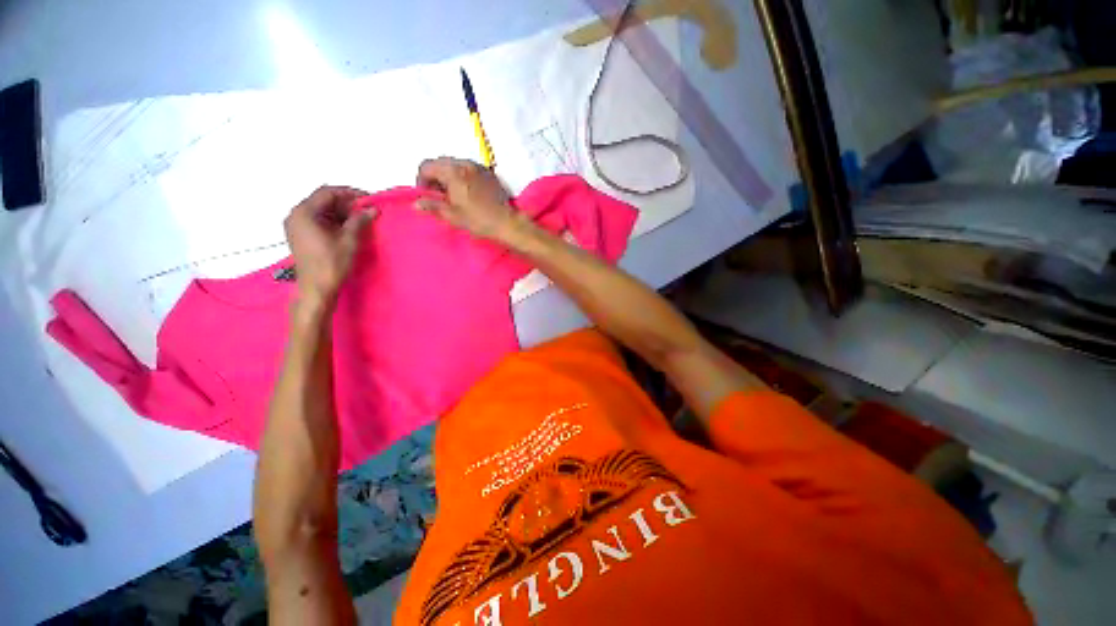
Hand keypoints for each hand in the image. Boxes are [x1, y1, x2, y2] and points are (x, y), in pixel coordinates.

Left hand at [283, 186, 374, 307]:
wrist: (317, 288)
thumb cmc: (332, 263)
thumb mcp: (349, 239)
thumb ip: (359, 220)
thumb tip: (373, 208)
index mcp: (304, 212)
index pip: (327, 192)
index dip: (349, 193)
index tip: (368, 199)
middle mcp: (296, 215)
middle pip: (323, 200)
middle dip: (346, 204)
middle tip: (366, 210)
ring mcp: (296, 226)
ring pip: (321, 211)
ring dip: (341, 213)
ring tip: (361, 220)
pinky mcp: (300, 235)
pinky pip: (318, 220)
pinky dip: (333, 221)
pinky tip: (348, 228)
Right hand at [414, 157, 518, 240]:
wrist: (506, 222)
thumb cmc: (478, 220)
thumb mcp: (453, 215)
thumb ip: (433, 206)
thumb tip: (416, 204)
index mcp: (453, 172)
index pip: (427, 166)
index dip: (421, 180)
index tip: (425, 195)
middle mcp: (465, 164)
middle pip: (440, 162)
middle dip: (434, 176)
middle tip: (438, 195)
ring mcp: (478, 167)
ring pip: (455, 164)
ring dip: (448, 175)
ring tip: (452, 194)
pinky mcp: (488, 173)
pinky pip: (468, 168)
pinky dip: (462, 175)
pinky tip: (466, 191)